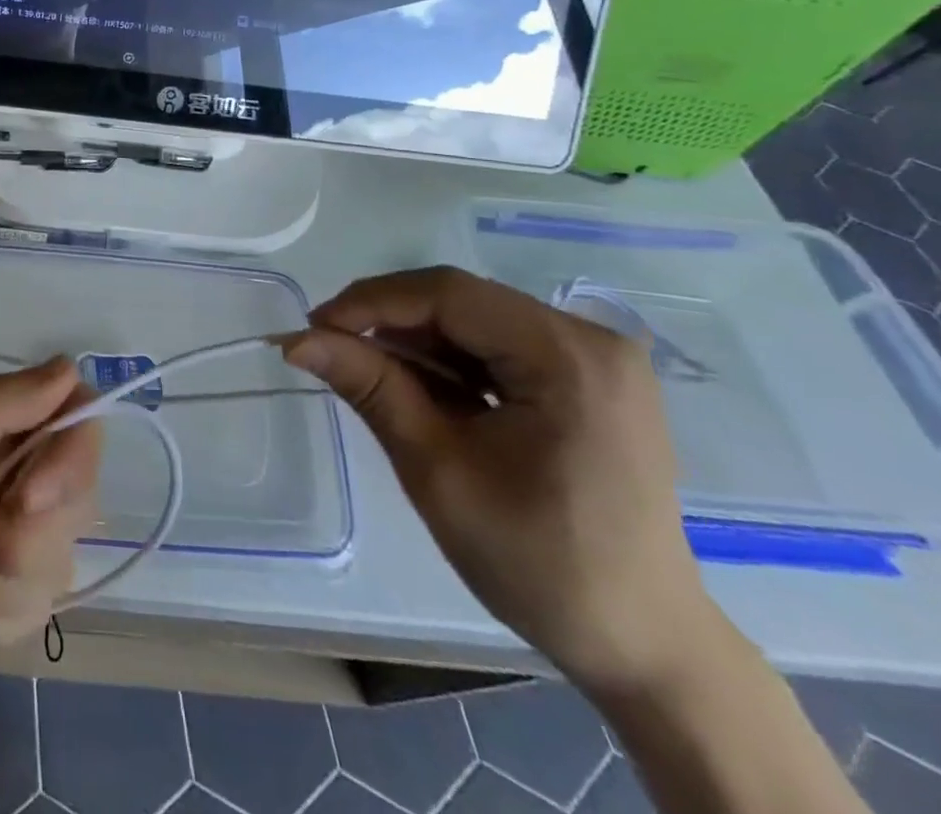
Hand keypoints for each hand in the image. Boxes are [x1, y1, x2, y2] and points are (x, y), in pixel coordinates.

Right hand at [285, 267, 717, 695]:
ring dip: (415, 341)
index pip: (449, 294)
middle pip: (463, 302)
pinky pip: (499, 346)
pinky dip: (449, 361)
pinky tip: (416, 387)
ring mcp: (594, 359)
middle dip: (389, 320)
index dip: (371, 301)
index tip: (312, 328)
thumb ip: (369, 387)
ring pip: (475, 321)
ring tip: (363, 371)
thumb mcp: (437, 469)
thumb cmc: (540, 563)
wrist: (643, 646)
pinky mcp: (587, 380)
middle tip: (328, 347)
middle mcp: (591, 340)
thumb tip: (296, 339)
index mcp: (569, 357)